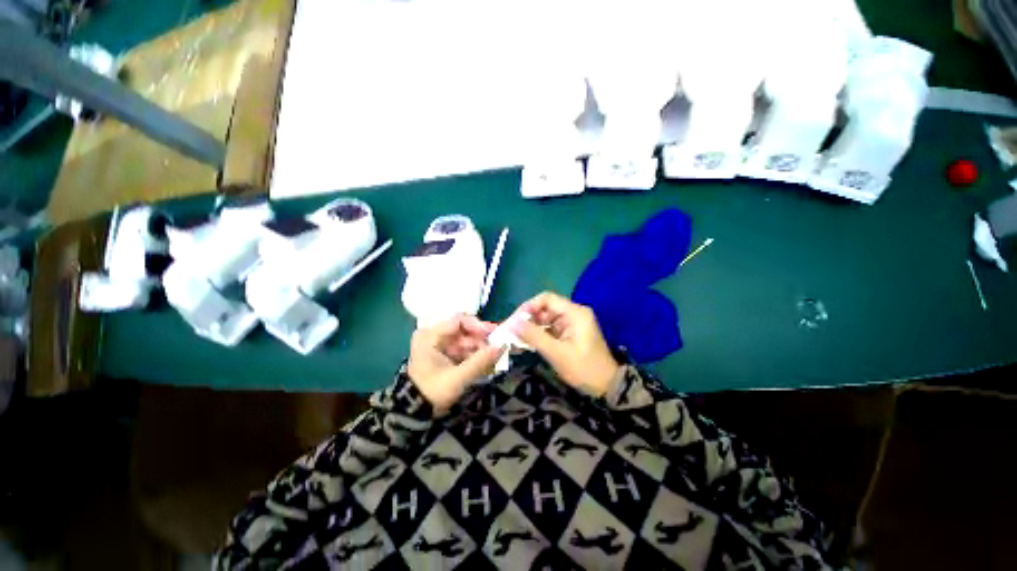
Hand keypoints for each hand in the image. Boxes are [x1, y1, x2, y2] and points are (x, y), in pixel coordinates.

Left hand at [408, 315, 504, 411]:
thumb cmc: (433, 392)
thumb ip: (481, 361)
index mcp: (430, 335)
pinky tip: (483, 363)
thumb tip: (503, 346)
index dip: (478, 326)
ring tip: (491, 359)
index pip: (458, 321)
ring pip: (464, 339)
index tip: (494, 334)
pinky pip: (461, 348)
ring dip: (478, 348)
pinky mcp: (442, 353)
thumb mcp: (458, 378)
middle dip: (480, 340)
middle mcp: (432, 335)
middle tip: (496, 349)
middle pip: (462, 330)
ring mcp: (437, 344)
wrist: (415, 412)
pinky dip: (472, 354)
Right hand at [513, 292, 621, 396]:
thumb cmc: (584, 369)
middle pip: (546, 307)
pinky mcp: (570, 332)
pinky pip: (550, 327)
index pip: (547, 299)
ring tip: (517, 337)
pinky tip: (528, 342)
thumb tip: (512, 323)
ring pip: (546, 318)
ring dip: (532, 326)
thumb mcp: (557, 353)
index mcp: (575, 313)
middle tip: (512, 330)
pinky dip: (539, 333)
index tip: (515, 319)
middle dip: (528, 318)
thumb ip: (534, 336)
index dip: (529, 306)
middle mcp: (574, 313)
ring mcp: (572, 323)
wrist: (606, 387)